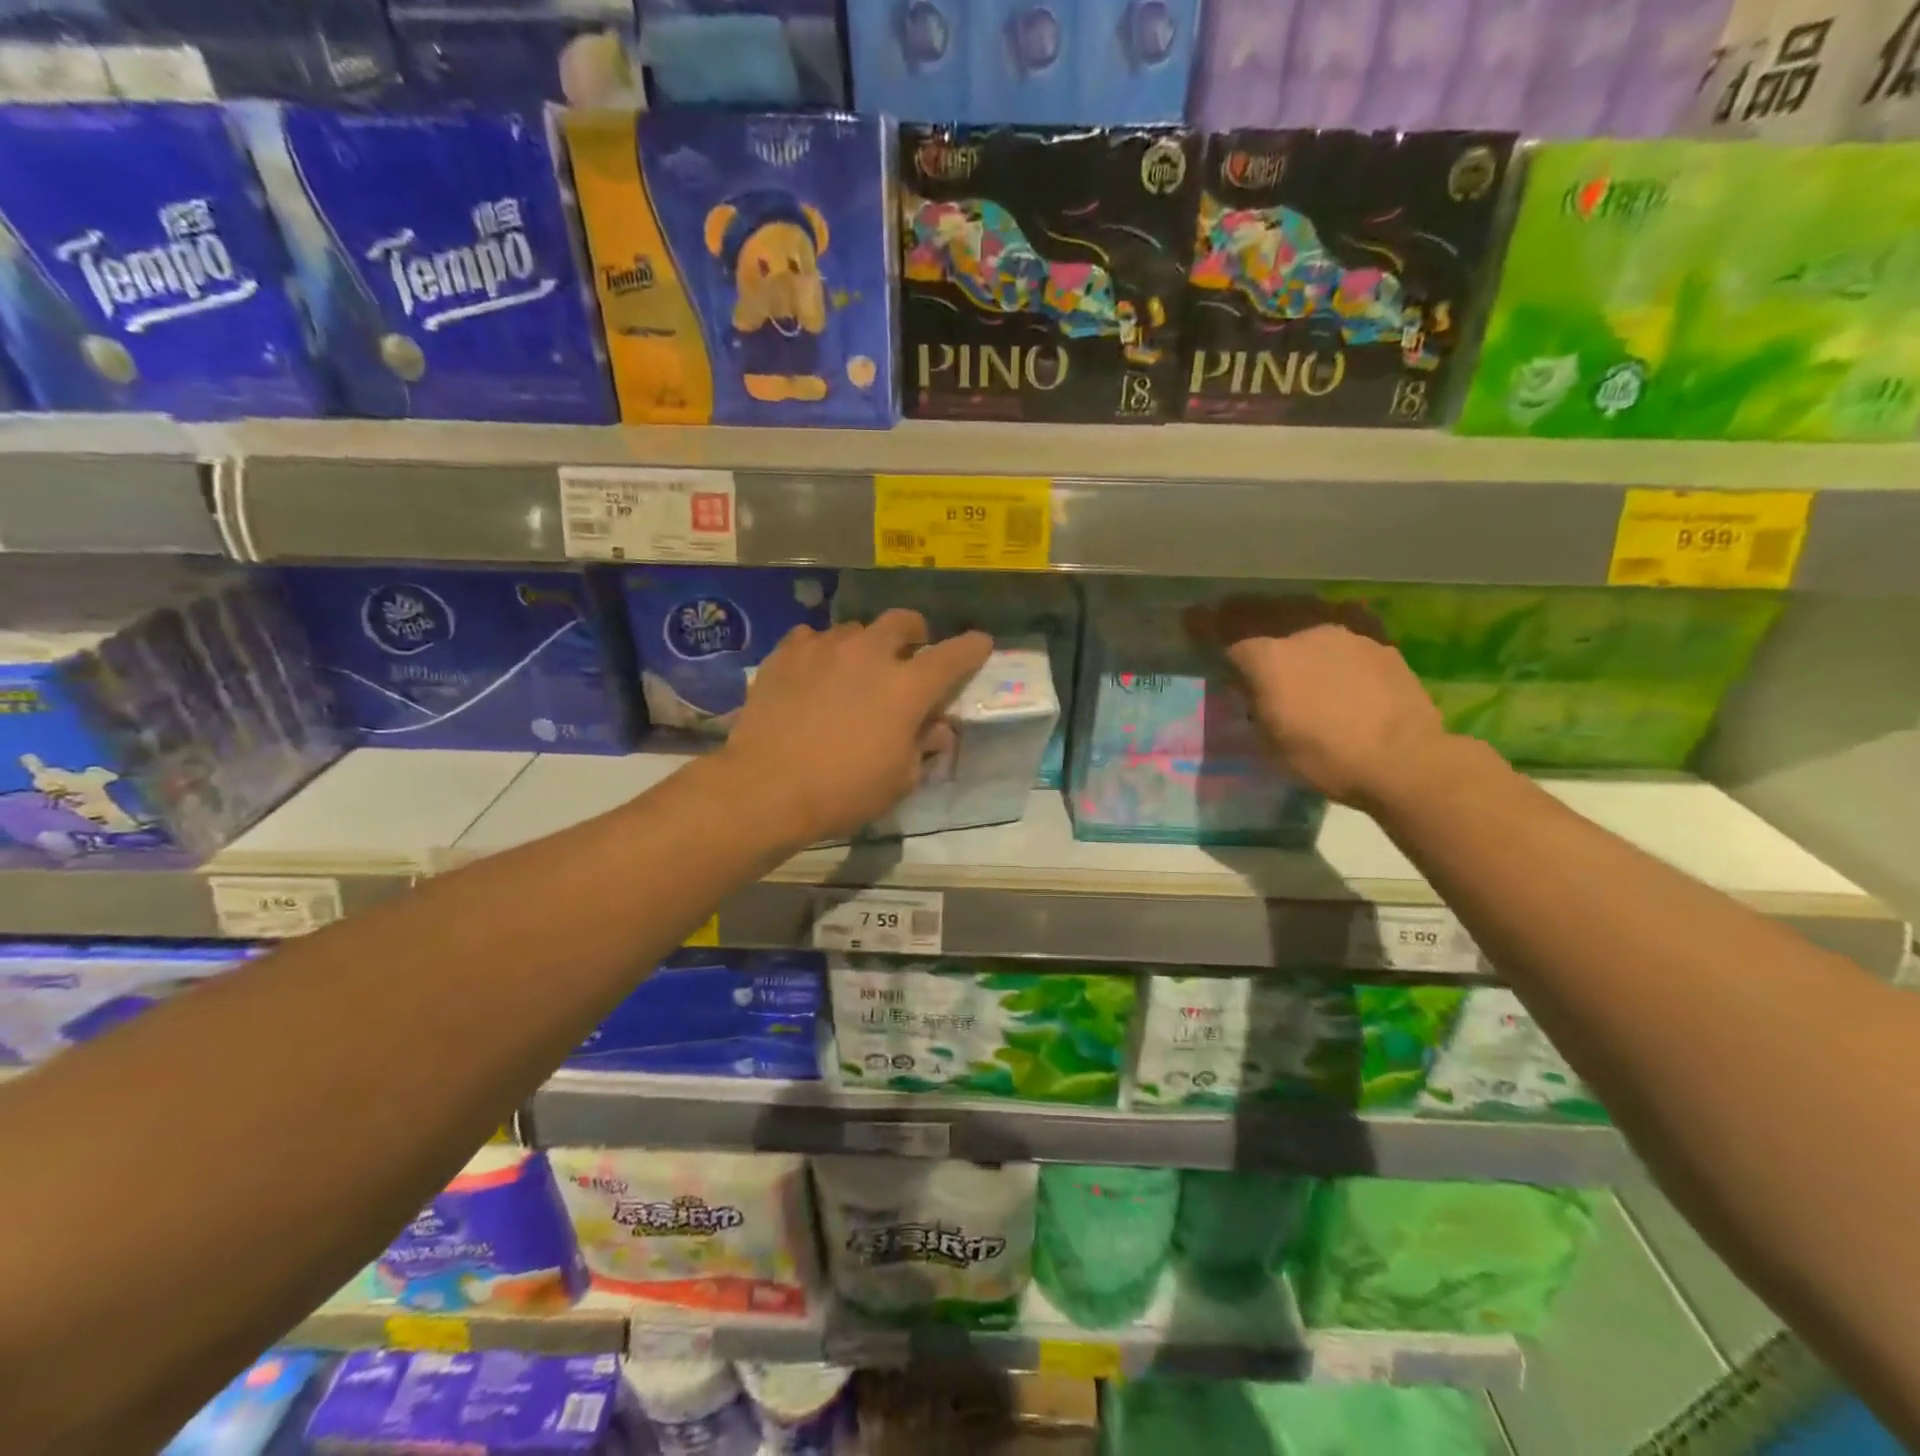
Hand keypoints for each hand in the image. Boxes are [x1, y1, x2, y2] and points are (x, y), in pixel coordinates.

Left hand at [723, 609, 992, 845]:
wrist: (766, 787)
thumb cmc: (843, 791)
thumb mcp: (899, 780)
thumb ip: (922, 746)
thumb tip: (936, 728)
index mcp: (907, 687)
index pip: (953, 656)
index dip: (972, 648)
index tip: (981, 644)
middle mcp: (870, 654)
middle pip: (902, 621)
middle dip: (914, 632)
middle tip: (910, 652)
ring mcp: (824, 648)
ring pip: (855, 630)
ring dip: (865, 645)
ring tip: (855, 669)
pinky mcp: (786, 654)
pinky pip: (812, 638)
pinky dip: (821, 651)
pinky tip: (814, 672)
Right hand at [1187, 596, 1447, 808]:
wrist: (1402, 759)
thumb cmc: (1325, 757)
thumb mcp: (1268, 738)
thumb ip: (1252, 700)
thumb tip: (1246, 681)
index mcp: (1267, 658)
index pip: (1224, 632)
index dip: (1203, 625)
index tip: (1190, 618)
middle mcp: (1300, 632)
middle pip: (1261, 610)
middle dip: (1238, 611)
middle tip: (1226, 613)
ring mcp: (1342, 630)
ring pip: (1300, 607)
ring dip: (1279, 610)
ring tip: (1272, 615)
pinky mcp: (1375, 637)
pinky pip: (1341, 615)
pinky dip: (1323, 617)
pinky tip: (1325, 625)